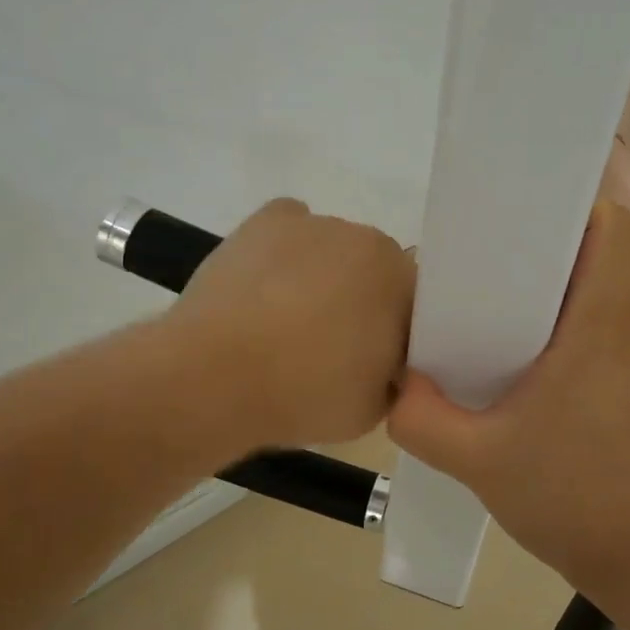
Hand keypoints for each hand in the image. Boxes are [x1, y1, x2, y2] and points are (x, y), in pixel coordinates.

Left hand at [170, 199, 415, 449]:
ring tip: (285, 318)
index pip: (415, 301)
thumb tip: (385, 361)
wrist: (215, 376)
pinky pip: (290, 227)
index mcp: (401, 280)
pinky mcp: (265, 221)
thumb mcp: (375, 408)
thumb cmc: (304, 395)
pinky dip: (286, 249)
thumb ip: (394, 376)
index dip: (397, 331)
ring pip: (332, 249)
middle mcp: (365, 239)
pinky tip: (268, 283)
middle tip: (332, 343)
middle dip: (361, 299)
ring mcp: (313, 224)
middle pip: (374, 269)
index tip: (375, 361)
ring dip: (322, 275)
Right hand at [387, 201, 629, 600]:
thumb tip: (396, 383)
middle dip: (542, 250)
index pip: (612, 227)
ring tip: (493, 316)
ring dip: (552, 292)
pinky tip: (522, 367)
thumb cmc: (570, 497)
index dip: (570, 210)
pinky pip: (602, 329)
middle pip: (599, 254)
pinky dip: (565, 328)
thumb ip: (420, 416)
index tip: (517, 225)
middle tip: (482, 270)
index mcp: (602, 323)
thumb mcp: (476, 459)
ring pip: (600, 292)